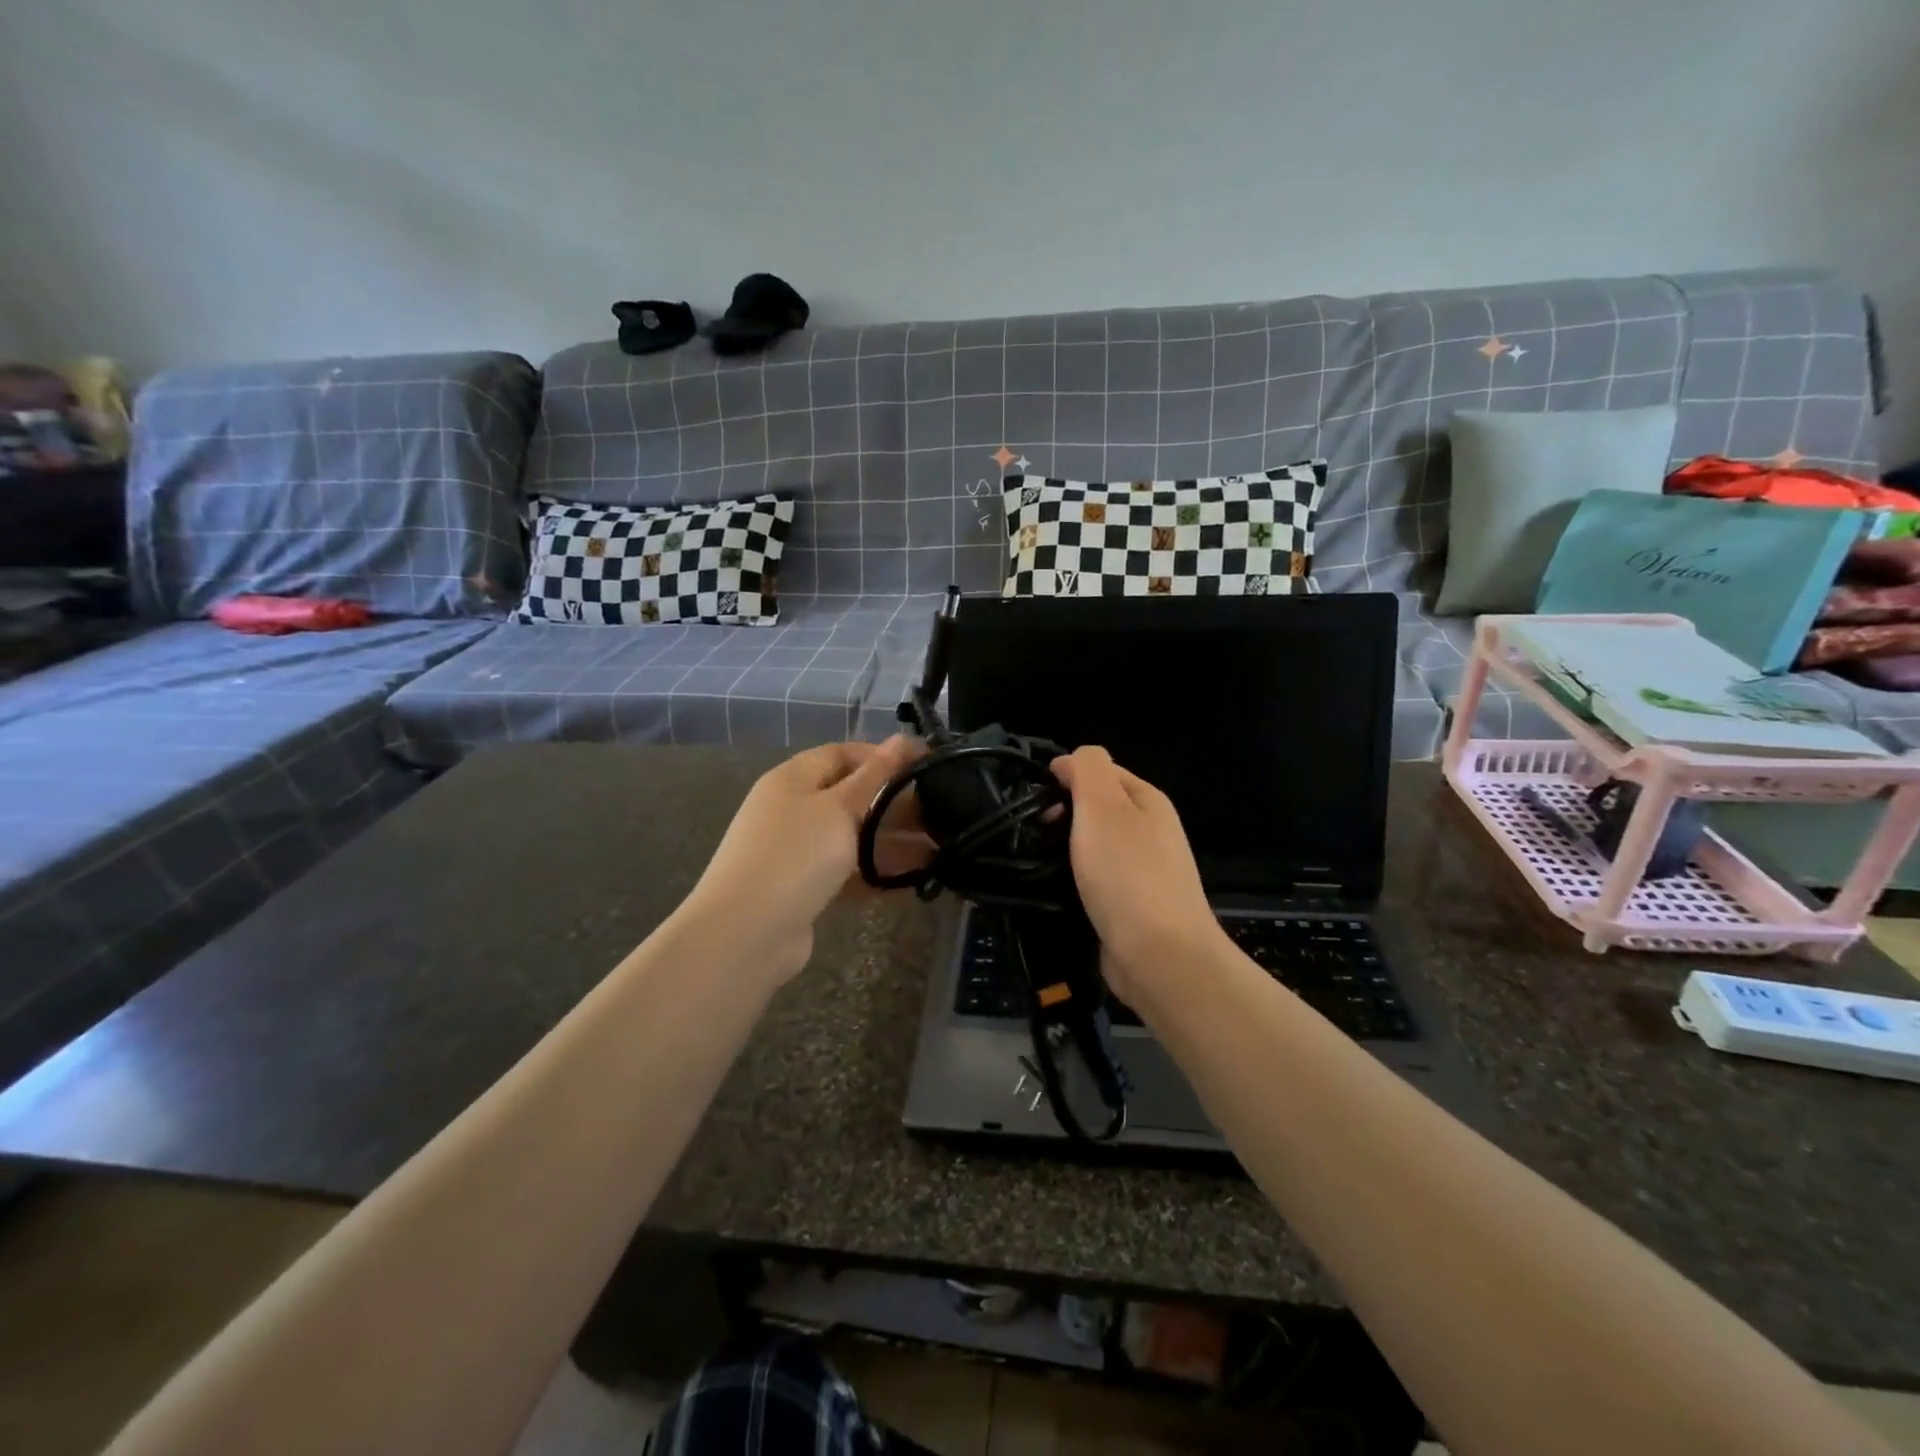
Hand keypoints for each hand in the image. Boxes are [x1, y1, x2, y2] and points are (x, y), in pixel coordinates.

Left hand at [682, 737, 925, 977]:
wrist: (746, 933)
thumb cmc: (795, 856)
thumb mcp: (839, 809)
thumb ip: (874, 776)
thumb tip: (902, 739)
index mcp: (793, 778)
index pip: (842, 753)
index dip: (883, 756)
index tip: (925, 768)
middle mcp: (792, 808)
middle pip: (850, 796)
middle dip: (893, 803)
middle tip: (939, 813)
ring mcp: (795, 850)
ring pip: (851, 837)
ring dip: (890, 841)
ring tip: (938, 848)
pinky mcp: (802, 887)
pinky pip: (845, 871)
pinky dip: (874, 872)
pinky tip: (910, 880)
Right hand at [1050, 746, 1224, 1001]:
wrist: (1159, 956)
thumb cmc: (1127, 874)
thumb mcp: (1103, 806)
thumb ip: (1088, 769)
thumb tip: (1070, 760)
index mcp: (1147, 800)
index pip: (1100, 770)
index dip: (1065, 776)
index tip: (1034, 799)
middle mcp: (1151, 830)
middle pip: (1097, 807)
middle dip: (1064, 814)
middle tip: (1035, 832)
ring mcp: (1145, 870)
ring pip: (1095, 845)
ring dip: (1067, 849)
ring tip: (1039, 861)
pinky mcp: (1133, 906)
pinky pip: (1097, 879)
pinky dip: (1076, 880)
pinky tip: (1058, 890)